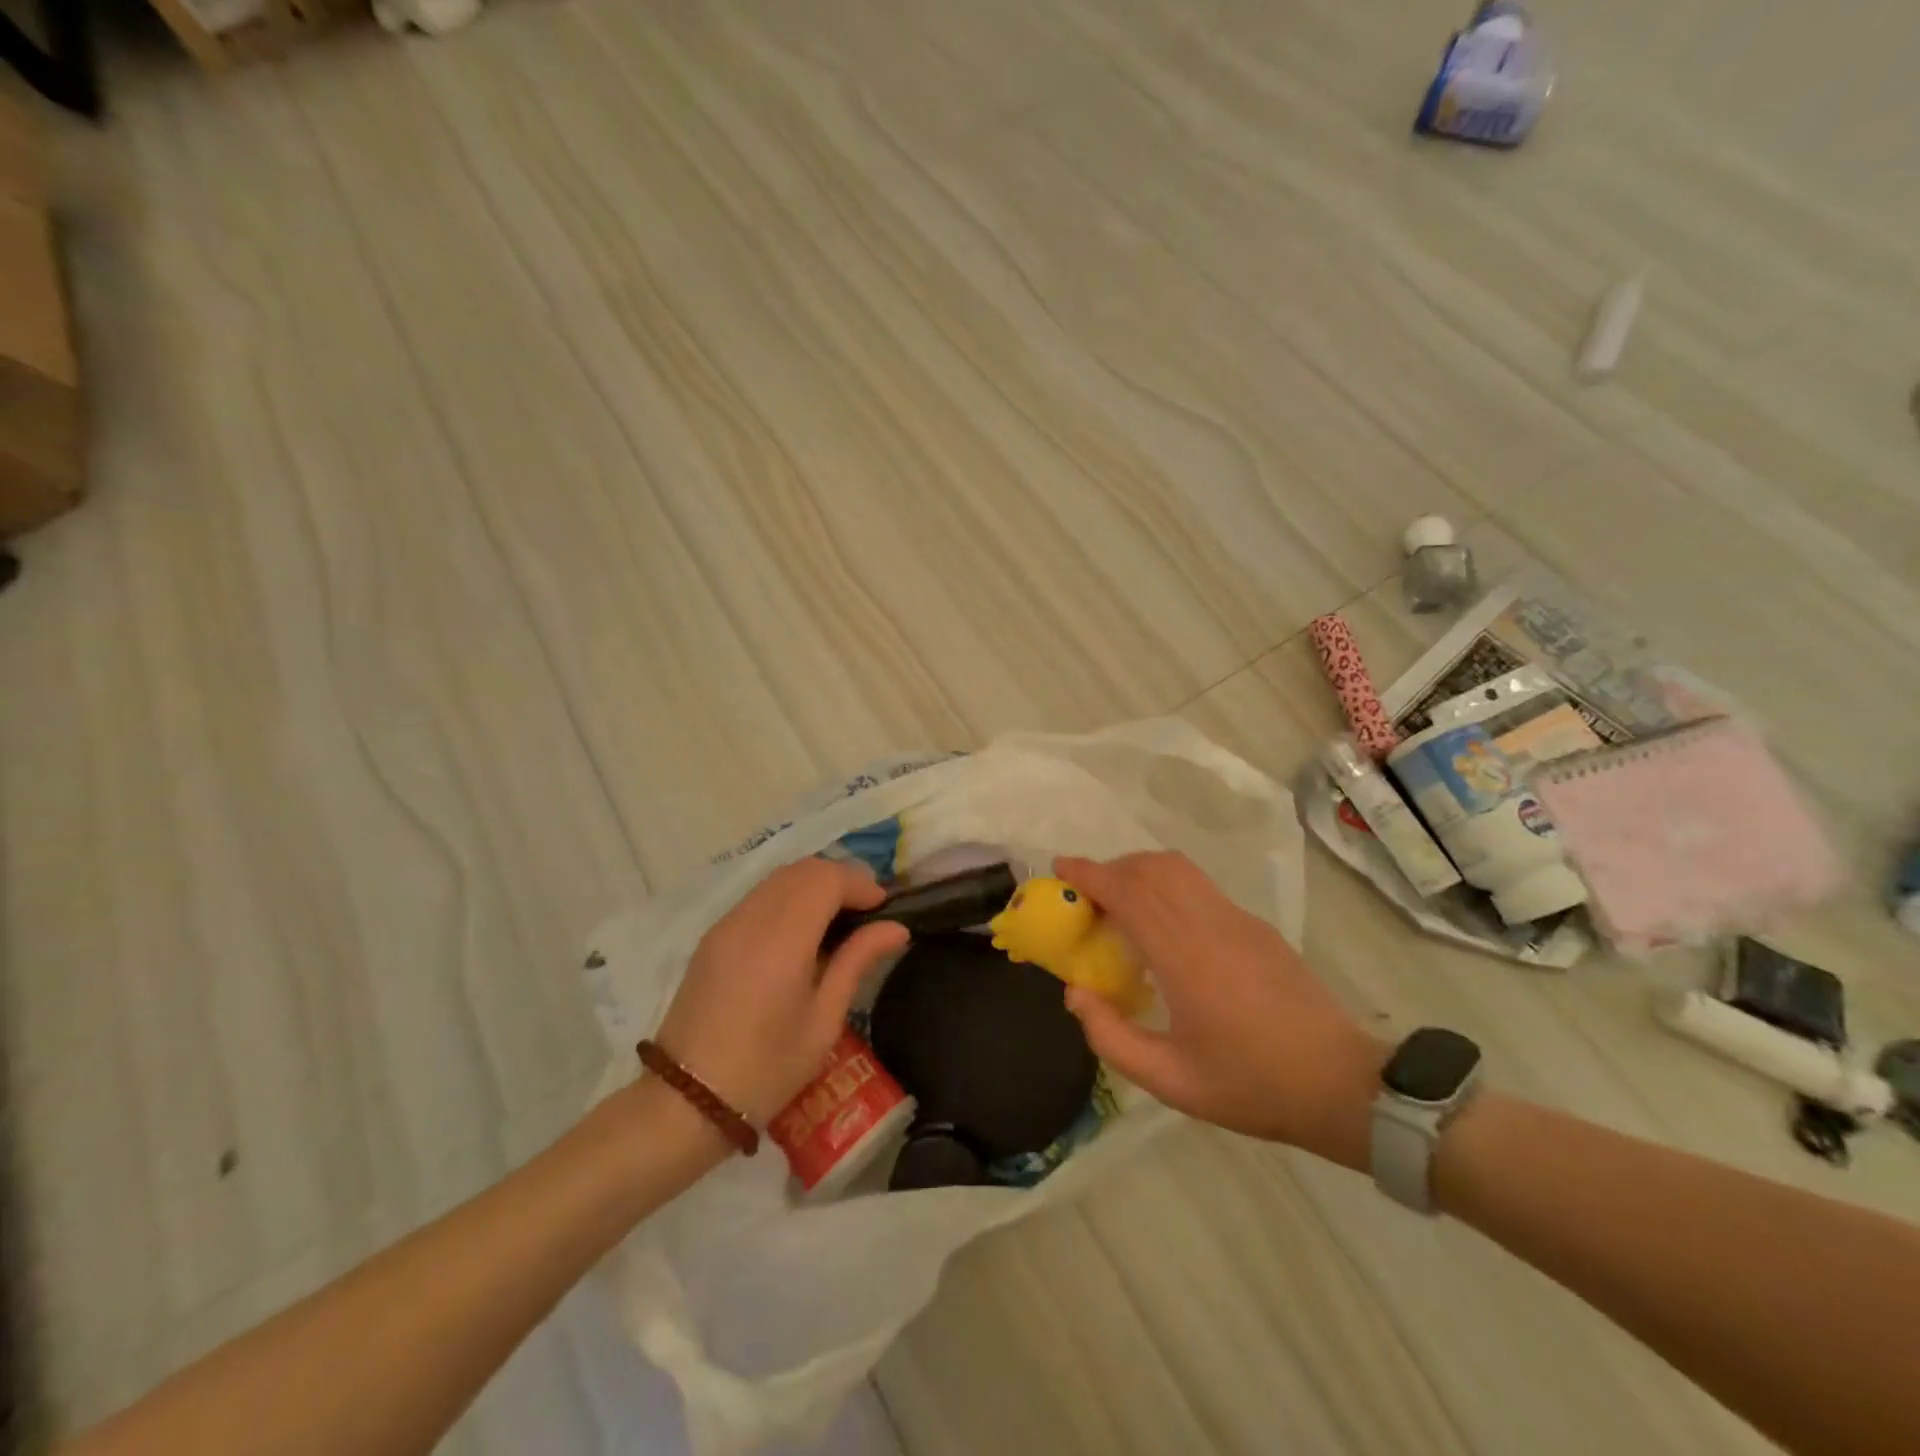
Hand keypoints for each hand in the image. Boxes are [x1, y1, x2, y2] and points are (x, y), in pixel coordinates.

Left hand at [654, 858, 908, 1124]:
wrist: (687, 1101)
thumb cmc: (767, 1068)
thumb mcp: (824, 1020)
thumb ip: (857, 961)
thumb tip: (897, 927)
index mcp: (782, 939)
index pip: (827, 879)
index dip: (860, 884)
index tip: (884, 908)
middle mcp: (751, 918)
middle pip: (804, 869)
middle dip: (841, 879)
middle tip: (866, 912)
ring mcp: (727, 923)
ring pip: (779, 877)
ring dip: (814, 885)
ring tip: (838, 919)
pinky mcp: (713, 936)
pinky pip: (759, 896)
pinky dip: (789, 896)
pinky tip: (802, 931)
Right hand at [1056, 852, 1382, 1168]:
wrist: (1340, 1084)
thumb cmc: (1249, 1085)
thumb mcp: (1169, 1080)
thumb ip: (1110, 1036)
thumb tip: (1074, 993)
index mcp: (1184, 956)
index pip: (1128, 891)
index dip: (1089, 874)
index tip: (1060, 870)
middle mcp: (1209, 923)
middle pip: (1151, 867)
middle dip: (1110, 869)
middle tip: (1087, 897)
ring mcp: (1237, 920)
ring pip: (1179, 869)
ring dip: (1140, 872)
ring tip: (1121, 906)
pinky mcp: (1256, 926)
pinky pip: (1200, 887)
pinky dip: (1167, 886)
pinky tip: (1165, 928)